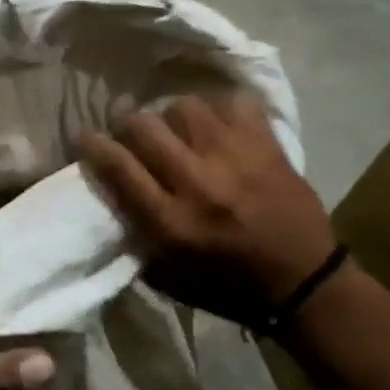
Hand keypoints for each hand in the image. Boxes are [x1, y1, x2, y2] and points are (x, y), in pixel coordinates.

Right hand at [76, 92, 337, 325]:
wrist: (305, 282)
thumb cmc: (228, 287)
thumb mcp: (169, 276)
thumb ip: (137, 234)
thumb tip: (111, 193)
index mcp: (171, 222)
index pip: (118, 166)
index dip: (92, 145)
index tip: (84, 136)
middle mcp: (198, 183)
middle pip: (145, 127)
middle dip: (128, 124)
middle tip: (131, 132)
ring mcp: (236, 158)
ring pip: (185, 107)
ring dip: (173, 116)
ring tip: (179, 129)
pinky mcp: (267, 146)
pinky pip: (235, 103)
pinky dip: (221, 109)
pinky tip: (218, 124)